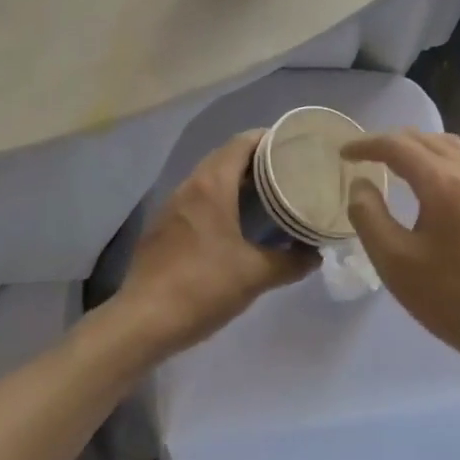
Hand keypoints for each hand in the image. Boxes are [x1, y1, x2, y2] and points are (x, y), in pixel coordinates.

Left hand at [116, 130, 317, 358]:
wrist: (143, 321)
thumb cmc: (203, 287)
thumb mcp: (256, 275)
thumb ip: (291, 261)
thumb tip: (315, 255)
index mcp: (211, 186)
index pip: (241, 143)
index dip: (267, 138)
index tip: (292, 144)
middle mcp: (189, 187)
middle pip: (224, 157)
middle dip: (255, 159)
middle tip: (286, 169)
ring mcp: (171, 207)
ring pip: (208, 179)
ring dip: (235, 180)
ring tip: (265, 193)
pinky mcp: (162, 228)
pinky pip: (195, 200)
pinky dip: (218, 200)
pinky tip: (233, 222)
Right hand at [343, 130, 459, 377]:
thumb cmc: (448, 297)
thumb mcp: (393, 261)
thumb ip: (369, 215)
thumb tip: (360, 183)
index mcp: (443, 184)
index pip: (398, 146)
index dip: (366, 145)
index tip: (343, 154)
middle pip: (424, 139)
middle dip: (390, 142)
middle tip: (363, 157)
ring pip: (448, 146)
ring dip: (416, 146)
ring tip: (392, 162)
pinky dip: (437, 158)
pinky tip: (427, 182)